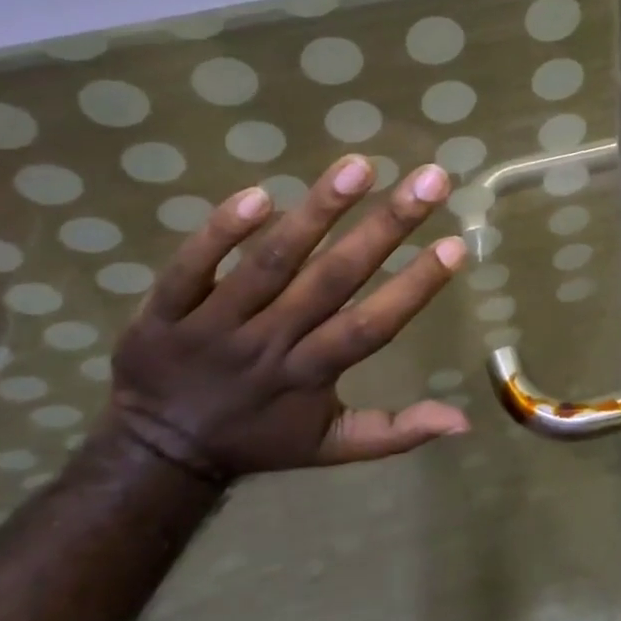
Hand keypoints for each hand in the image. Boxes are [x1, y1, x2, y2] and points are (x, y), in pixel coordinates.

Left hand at [107, 154, 469, 482]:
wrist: (156, 454)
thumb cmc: (258, 439)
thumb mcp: (329, 447)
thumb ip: (395, 432)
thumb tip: (465, 422)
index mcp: (309, 375)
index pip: (370, 327)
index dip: (414, 288)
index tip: (456, 244)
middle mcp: (268, 344)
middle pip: (331, 280)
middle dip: (385, 227)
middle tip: (430, 179)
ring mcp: (213, 325)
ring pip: (270, 264)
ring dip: (316, 213)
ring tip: (358, 166)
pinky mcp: (164, 310)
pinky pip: (191, 267)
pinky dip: (222, 233)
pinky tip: (259, 193)